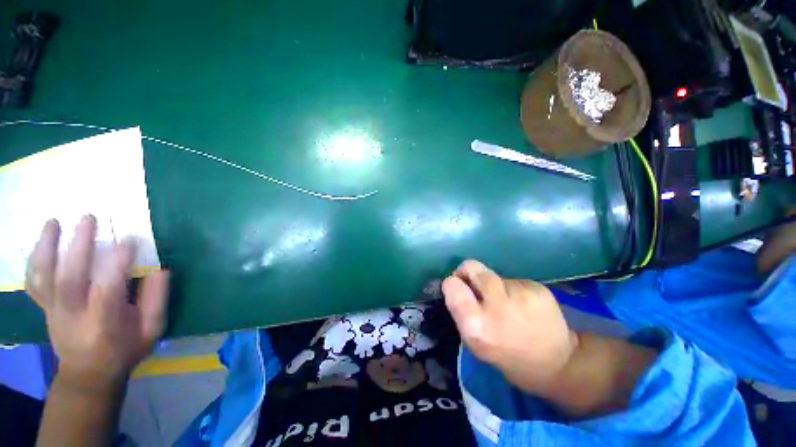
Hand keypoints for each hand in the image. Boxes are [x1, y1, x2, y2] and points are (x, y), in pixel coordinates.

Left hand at [26, 215, 169, 391]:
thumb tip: (161, 268)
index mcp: (104, 325)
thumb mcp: (151, 331)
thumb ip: (156, 300)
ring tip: (53, 222)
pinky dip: (34, 260)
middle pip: (69, 279)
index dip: (117, 265)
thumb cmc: (125, 350)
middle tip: (89, 219)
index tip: (130, 240)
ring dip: (45, 248)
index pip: (107, 291)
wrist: (87, 374)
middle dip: (77, 247)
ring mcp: (54, 311)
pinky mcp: (44, 308)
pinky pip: (33, 282)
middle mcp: (73, 316)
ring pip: (43, 278)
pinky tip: (41, 242)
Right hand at [442, 260, 577, 393]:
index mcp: (476, 325)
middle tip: (478, 286)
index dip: (453, 283)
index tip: (458, 288)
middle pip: (471, 267)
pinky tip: (524, 305)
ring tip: (507, 303)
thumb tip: (455, 284)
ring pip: (493, 274)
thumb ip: (462, 312)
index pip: (452, 285)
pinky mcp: (538, 288)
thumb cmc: (508, 357)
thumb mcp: (475, 343)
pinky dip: (513, 288)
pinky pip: (514, 280)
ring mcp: (520, 294)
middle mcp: (497, 306)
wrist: (559, 364)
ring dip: (494, 285)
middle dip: (469, 273)